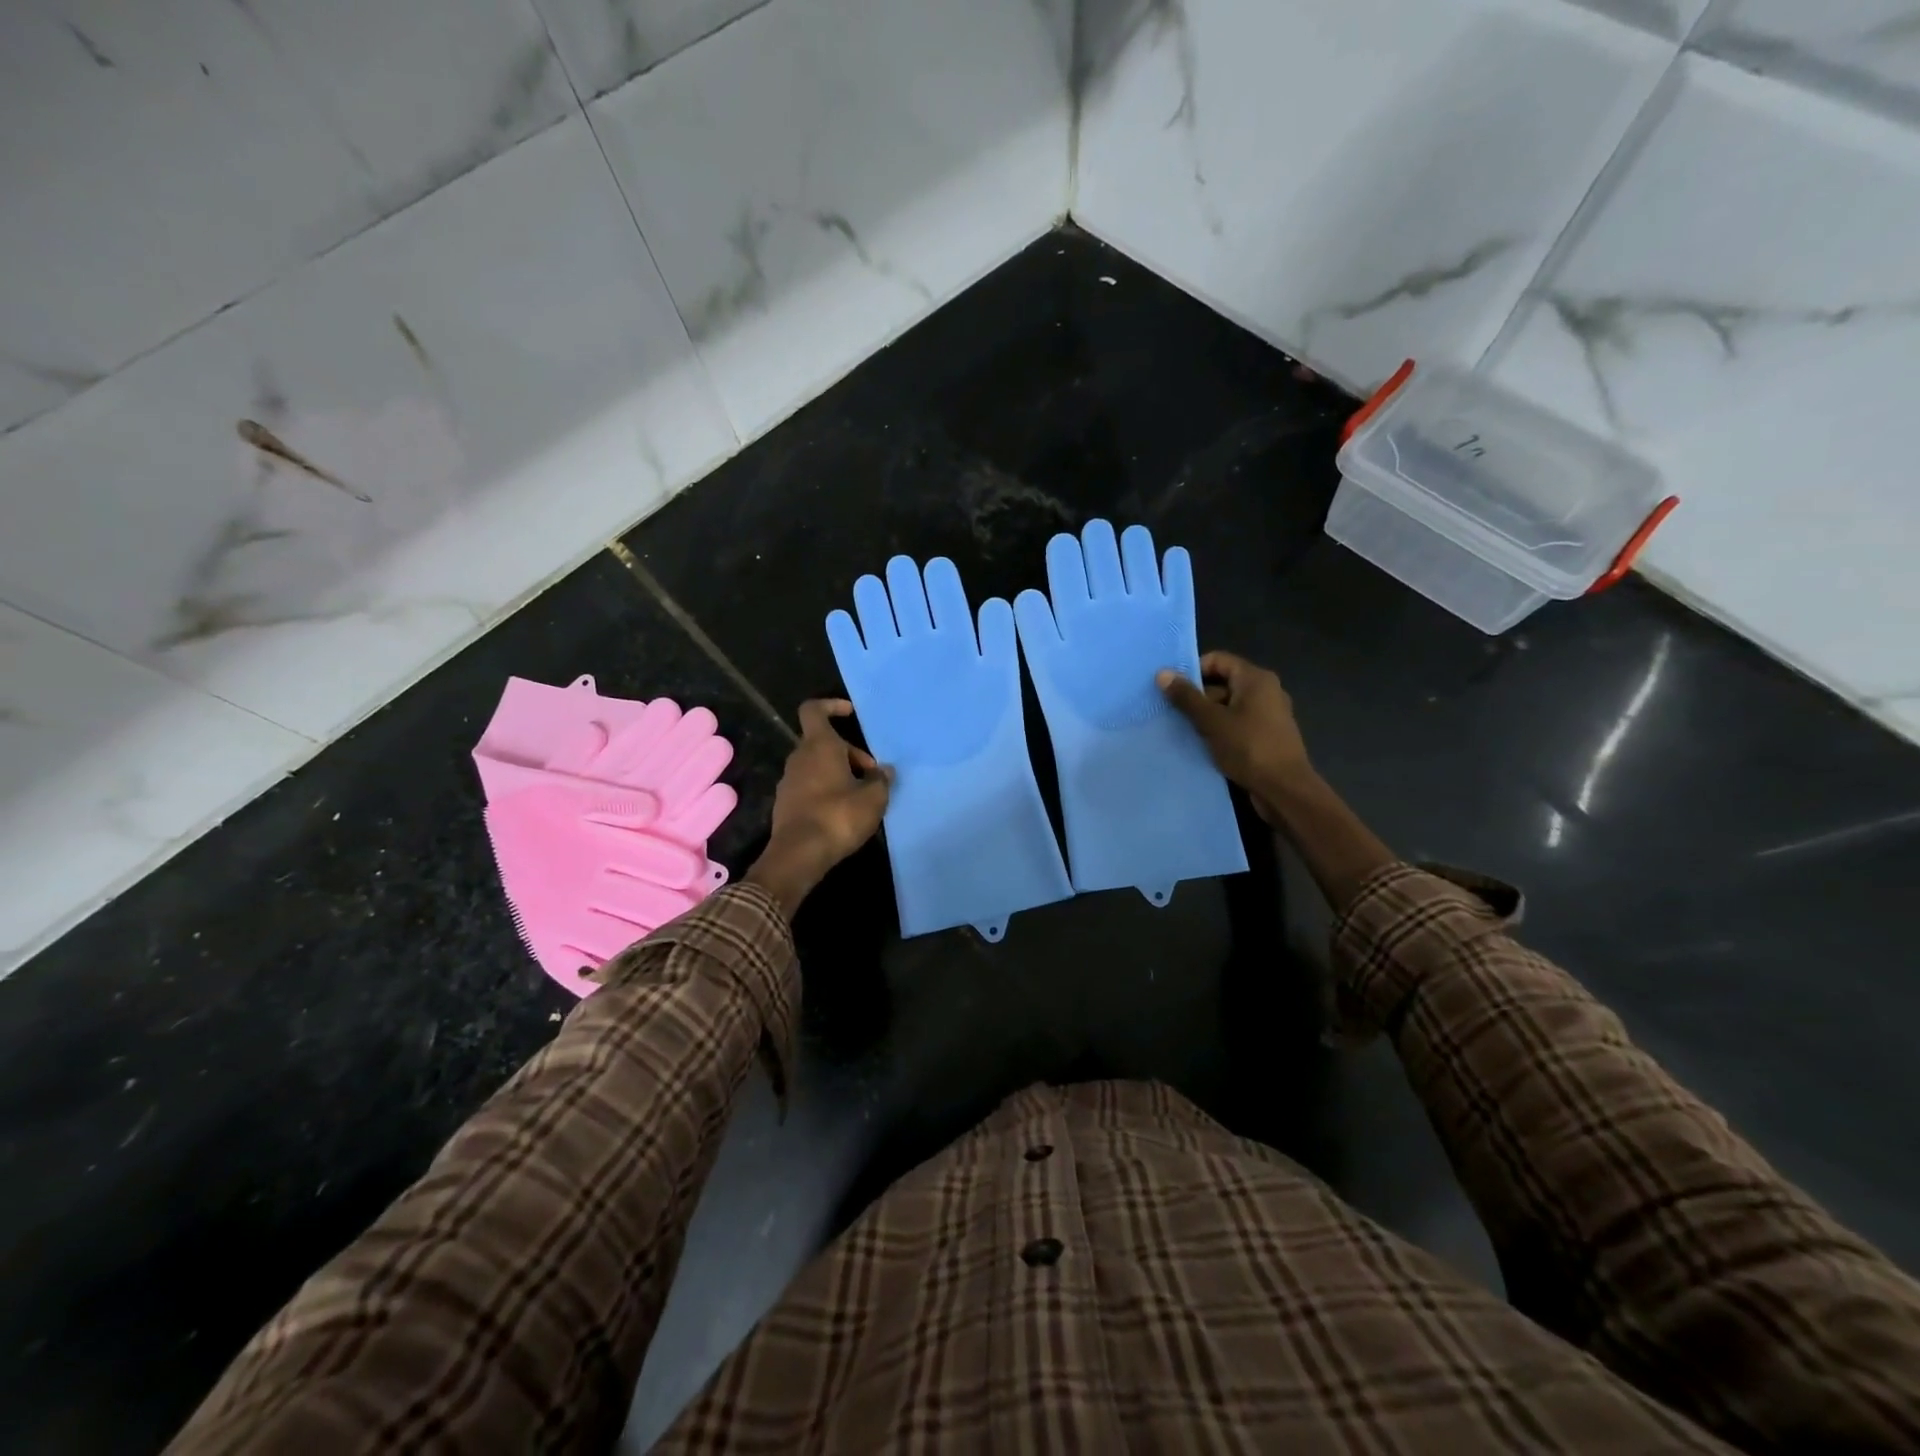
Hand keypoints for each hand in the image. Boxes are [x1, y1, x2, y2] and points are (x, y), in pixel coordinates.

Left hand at [746, 700, 892, 915]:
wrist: (799, 854)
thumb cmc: (838, 816)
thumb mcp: (873, 798)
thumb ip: (881, 780)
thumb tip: (885, 771)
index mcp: (819, 746)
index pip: (814, 710)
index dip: (831, 706)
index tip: (850, 714)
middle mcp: (799, 757)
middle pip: (823, 742)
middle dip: (849, 753)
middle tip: (872, 775)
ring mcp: (789, 781)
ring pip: (817, 765)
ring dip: (839, 773)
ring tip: (862, 795)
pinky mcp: (786, 803)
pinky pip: (810, 785)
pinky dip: (827, 790)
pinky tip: (843, 812)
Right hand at [1157, 651, 1312, 822]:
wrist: (1285, 790)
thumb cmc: (1249, 748)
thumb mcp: (1212, 722)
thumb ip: (1187, 697)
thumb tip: (1163, 673)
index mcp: (1255, 679)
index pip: (1218, 660)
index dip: (1193, 671)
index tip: (1172, 690)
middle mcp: (1265, 690)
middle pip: (1222, 683)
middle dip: (1197, 697)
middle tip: (1174, 714)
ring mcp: (1268, 714)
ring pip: (1228, 706)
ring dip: (1206, 717)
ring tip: (1184, 732)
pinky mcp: (1266, 735)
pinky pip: (1237, 723)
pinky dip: (1220, 730)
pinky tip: (1203, 745)